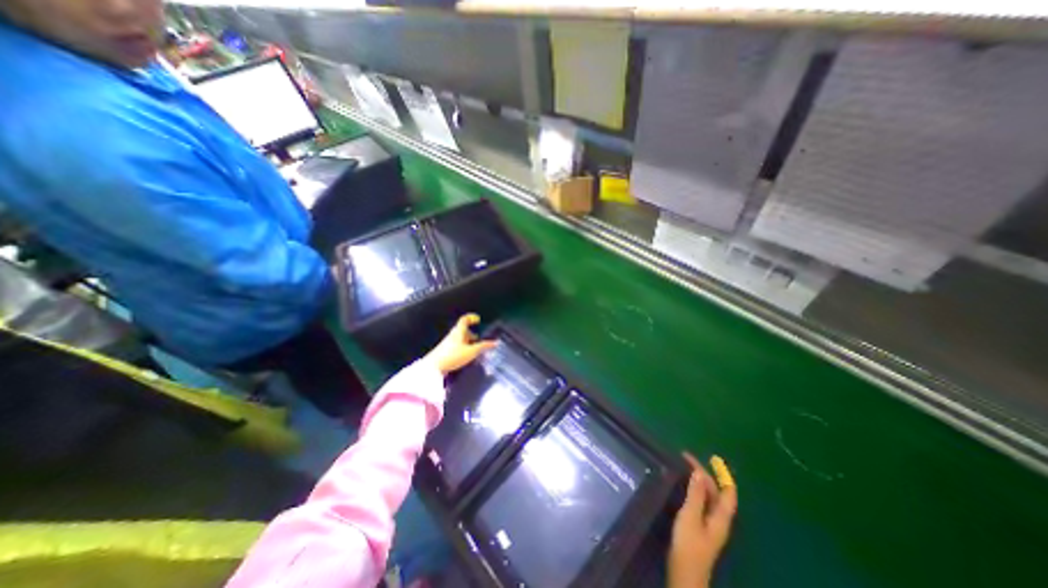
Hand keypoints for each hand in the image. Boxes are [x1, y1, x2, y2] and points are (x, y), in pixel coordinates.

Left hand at [423, 312, 496, 375]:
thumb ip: (483, 347)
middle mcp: (452, 335)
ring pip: (459, 338)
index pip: (464, 320)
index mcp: (459, 332)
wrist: (433, 367)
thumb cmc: (453, 356)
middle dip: (470, 332)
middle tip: (478, 337)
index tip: (477, 319)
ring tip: (473, 348)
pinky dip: (462, 347)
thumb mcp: (471, 351)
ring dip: (467, 341)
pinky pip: (455, 345)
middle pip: (462, 330)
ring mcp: (447, 343)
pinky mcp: (444, 351)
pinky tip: (465, 355)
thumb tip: (495, 342)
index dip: (471, 317)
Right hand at [666, 452, 740, 585]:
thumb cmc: (689, 545)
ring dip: (699, 482)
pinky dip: (694, 490)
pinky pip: (700, 503)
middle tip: (685, 459)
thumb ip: (696, 494)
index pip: (728, 493)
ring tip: (684, 468)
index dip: (723, 475)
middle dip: (705, 474)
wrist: (684, 575)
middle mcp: (718, 520)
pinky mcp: (700, 528)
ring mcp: (709, 525)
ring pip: (708, 498)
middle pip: (716, 493)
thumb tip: (700, 472)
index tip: (712, 458)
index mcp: (721, 517)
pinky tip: (684, 487)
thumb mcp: (690, 516)